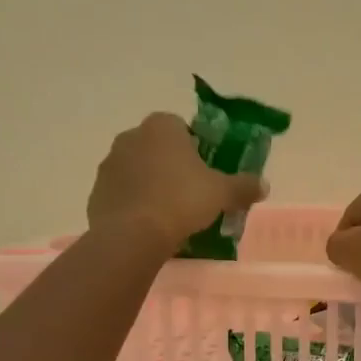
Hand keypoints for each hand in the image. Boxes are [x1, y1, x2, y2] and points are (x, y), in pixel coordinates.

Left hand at [87, 113, 266, 250]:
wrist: (132, 234)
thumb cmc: (181, 201)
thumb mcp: (222, 193)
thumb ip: (243, 186)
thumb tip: (263, 185)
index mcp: (162, 126)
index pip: (181, 128)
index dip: (195, 149)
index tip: (204, 173)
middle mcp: (131, 136)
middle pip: (158, 148)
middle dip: (172, 167)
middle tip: (190, 195)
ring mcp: (109, 164)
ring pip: (138, 171)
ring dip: (151, 185)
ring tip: (169, 215)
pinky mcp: (96, 192)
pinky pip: (122, 194)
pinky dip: (134, 205)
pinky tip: (147, 226)